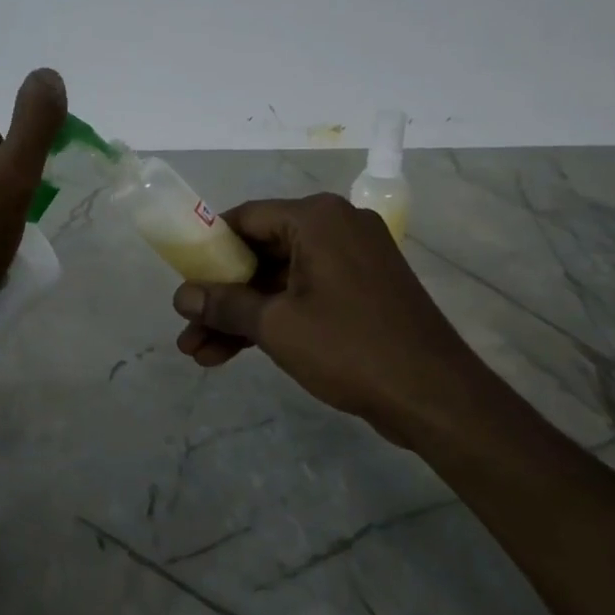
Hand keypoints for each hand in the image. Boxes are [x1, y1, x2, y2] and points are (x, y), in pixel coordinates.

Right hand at [172, 194, 483, 441]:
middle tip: (187, 327)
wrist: (434, 395)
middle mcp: (336, 228)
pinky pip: (303, 296)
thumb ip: (224, 305)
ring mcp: (352, 261)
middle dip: (220, 295)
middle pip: (260, 253)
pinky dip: (272, 320)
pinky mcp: (361, 291)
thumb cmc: (350, 347)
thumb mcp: (276, 325)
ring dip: (241, 315)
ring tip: (199, 354)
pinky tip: (233, 353)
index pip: (245, 218)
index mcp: (317, 219)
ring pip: (279, 281)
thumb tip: (180, 297)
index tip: (181, 278)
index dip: (207, 248)